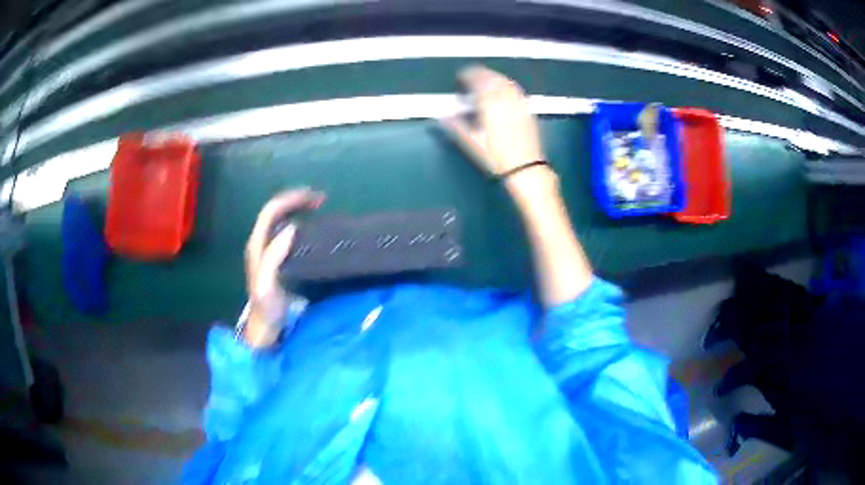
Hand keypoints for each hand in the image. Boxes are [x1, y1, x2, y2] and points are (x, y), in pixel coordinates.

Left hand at [243, 189, 324, 346]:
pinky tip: (311, 229)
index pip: (271, 211)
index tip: (315, 200)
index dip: (291, 200)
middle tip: (320, 200)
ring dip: (297, 208)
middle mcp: (260, 243)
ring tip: (318, 208)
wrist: (265, 329)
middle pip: (275, 211)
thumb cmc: (267, 309)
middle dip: (296, 200)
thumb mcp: (267, 284)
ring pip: (280, 219)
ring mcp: (267, 251)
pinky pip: (286, 231)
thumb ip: (274, 257)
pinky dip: (299, 222)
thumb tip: (291, 228)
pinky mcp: (276, 259)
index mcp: (257, 245)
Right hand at [441, 66, 545, 177]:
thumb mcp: (472, 143)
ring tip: (485, 81)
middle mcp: (506, 99)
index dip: (468, 75)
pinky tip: (503, 91)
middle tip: (471, 76)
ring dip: (494, 77)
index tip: (461, 76)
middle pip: (493, 78)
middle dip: (481, 74)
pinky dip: (506, 85)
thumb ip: (456, 126)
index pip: (478, 80)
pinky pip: (516, 90)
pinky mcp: (528, 110)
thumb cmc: (496, 157)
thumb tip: (443, 116)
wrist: (525, 168)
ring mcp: (519, 103)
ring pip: (506, 82)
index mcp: (490, 103)